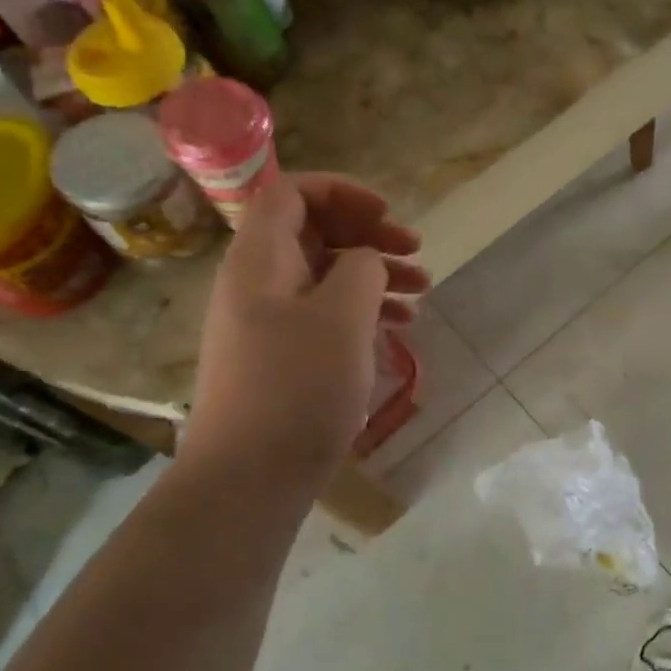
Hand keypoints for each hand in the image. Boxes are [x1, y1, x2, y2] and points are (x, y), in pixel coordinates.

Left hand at [182, 174, 429, 489]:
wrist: (248, 478)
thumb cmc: (297, 387)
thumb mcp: (342, 314)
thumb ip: (361, 267)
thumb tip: (364, 260)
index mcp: (260, 258)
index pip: (293, 193)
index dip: (343, 192)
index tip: (387, 214)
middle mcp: (257, 281)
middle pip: (314, 231)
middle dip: (369, 233)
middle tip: (416, 250)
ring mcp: (266, 321)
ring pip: (325, 273)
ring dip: (375, 273)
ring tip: (422, 290)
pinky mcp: (279, 355)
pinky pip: (324, 311)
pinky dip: (362, 308)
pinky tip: (399, 325)